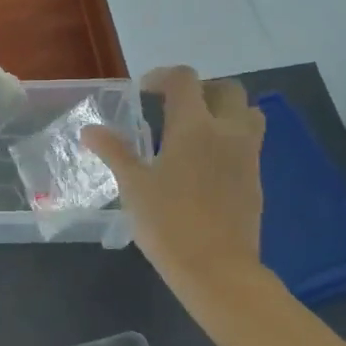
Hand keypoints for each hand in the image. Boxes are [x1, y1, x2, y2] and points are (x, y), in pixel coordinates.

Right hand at [83, 66, 266, 295]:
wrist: (217, 269)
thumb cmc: (168, 223)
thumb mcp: (133, 186)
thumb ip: (114, 151)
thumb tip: (90, 130)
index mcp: (194, 127)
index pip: (185, 80)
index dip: (162, 77)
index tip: (144, 91)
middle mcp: (227, 132)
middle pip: (226, 89)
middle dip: (200, 89)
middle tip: (173, 106)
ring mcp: (247, 155)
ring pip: (248, 113)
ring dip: (224, 110)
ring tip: (196, 130)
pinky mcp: (256, 178)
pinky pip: (249, 142)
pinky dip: (230, 137)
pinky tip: (205, 163)